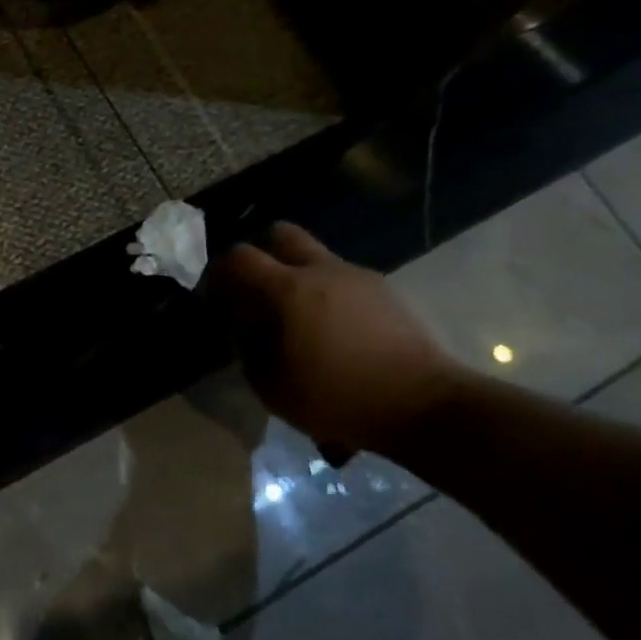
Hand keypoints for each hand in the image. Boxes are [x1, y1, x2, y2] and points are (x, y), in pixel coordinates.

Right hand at [210, 223, 461, 459]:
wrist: (422, 405)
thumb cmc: (336, 397)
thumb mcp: (270, 384)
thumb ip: (246, 345)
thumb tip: (241, 323)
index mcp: (287, 290)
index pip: (239, 256)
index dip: (220, 271)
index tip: (218, 297)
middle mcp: (322, 271)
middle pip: (280, 234)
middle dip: (261, 254)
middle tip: (257, 291)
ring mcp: (358, 277)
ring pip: (315, 258)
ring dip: (296, 277)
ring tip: (298, 320)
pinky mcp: (385, 292)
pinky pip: (342, 279)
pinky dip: (326, 294)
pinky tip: (333, 333)